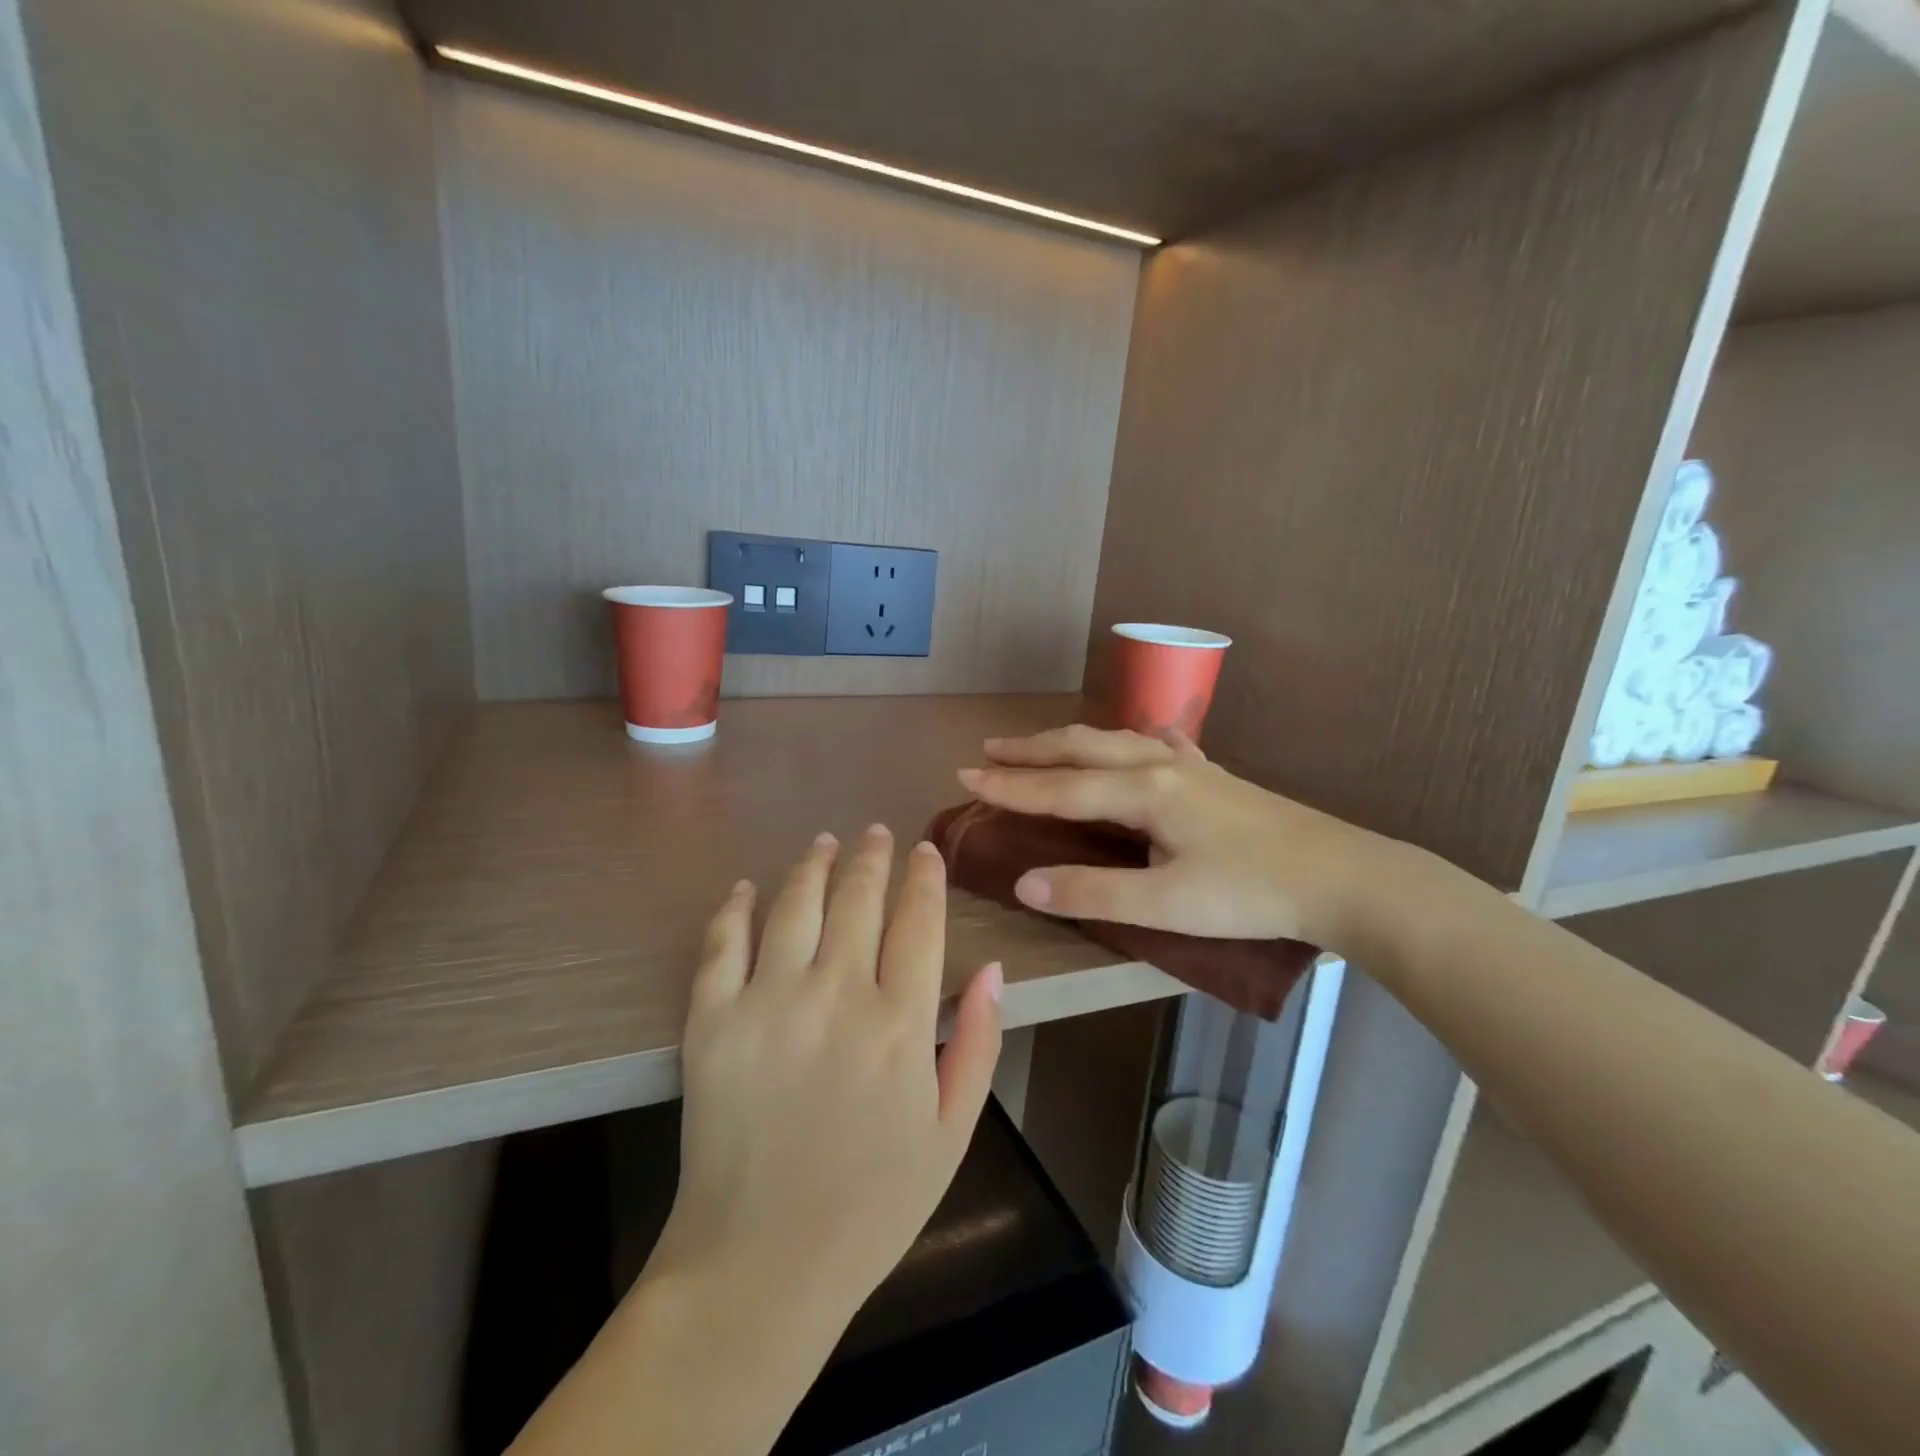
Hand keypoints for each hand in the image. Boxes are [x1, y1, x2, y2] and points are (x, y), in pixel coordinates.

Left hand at [650, 826, 1003, 1327]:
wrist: (761, 1264)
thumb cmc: (872, 1203)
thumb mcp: (952, 1132)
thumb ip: (980, 1043)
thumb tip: (992, 967)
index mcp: (900, 1025)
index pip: (918, 921)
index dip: (924, 877)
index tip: (925, 852)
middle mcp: (835, 997)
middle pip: (858, 898)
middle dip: (872, 856)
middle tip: (875, 834)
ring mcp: (767, 1003)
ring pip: (794, 903)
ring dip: (813, 864)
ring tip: (824, 842)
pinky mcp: (711, 1021)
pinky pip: (722, 943)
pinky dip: (734, 907)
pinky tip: (746, 887)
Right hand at [958, 725, 1392, 951]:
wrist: (1344, 876)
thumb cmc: (1251, 893)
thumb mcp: (1166, 905)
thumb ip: (1093, 892)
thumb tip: (1025, 882)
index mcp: (1144, 792)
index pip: (1060, 787)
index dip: (1010, 785)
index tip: (964, 776)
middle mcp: (1161, 767)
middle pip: (1082, 749)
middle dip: (1031, 751)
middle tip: (987, 750)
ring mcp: (1192, 768)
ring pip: (1116, 742)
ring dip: (1071, 743)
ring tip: (1042, 746)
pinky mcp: (1216, 780)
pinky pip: (1159, 747)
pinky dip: (1130, 742)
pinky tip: (1141, 741)